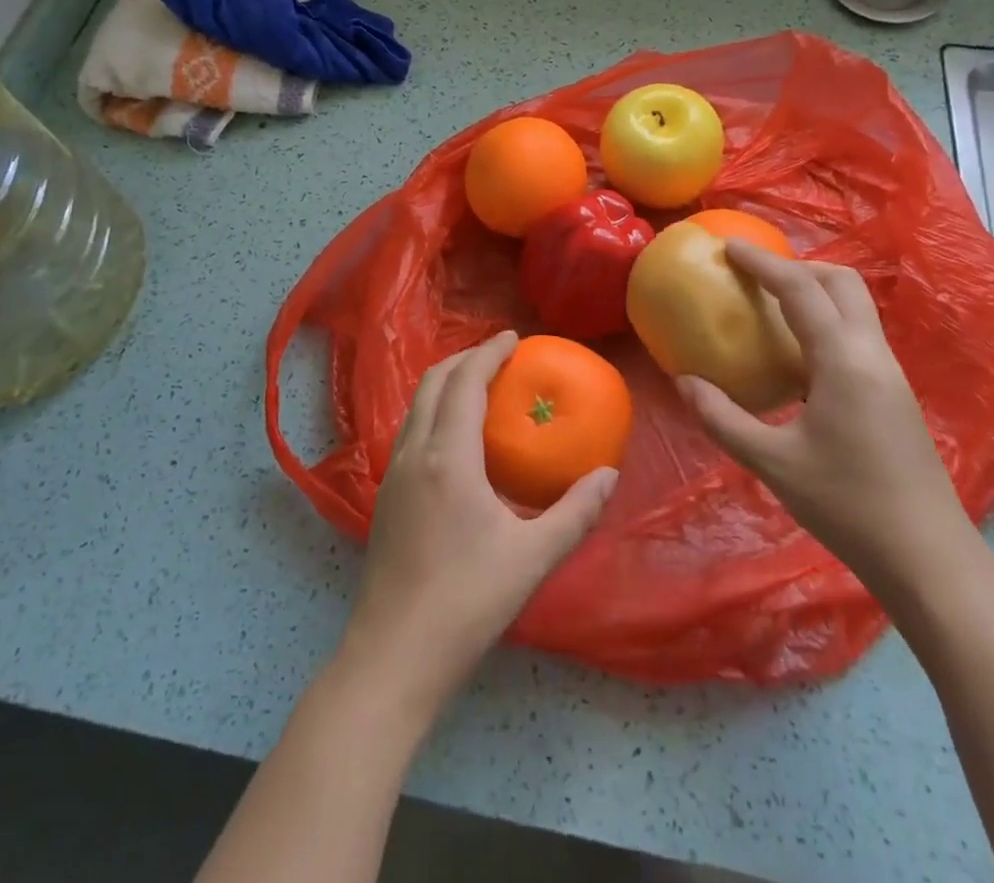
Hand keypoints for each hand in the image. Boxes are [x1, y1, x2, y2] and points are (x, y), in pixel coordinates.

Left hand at [337, 332, 618, 711]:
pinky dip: (434, 410)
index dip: (489, 352)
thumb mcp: (533, 557)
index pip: (465, 382)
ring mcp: (393, 474)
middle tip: (500, 356)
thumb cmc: (467, 602)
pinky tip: (456, 437)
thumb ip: (575, 512)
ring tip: (479, 386)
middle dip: (465, 359)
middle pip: (433, 382)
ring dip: (446, 383)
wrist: (394, 656)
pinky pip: (411, 430)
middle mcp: (414, 453)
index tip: (514, 337)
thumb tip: (607, 476)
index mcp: (448, 457)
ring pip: (416, 405)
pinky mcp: (385, 497)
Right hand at [677, 243, 970, 595]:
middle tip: (754, 275)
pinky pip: (859, 334)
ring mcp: (891, 373)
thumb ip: (722, 418)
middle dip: (797, 266)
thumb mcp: (773, 464)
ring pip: (856, 307)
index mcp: (844, 360)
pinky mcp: (896, 394)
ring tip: (772, 305)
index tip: (729, 246)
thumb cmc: (847, 507)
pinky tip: (799, 353)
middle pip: (842, 283)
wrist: (928, 558)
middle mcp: (873, 354)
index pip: (800, 289)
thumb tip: (683, 381)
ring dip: (815, 291)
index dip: (762, 262)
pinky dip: (827, 320)